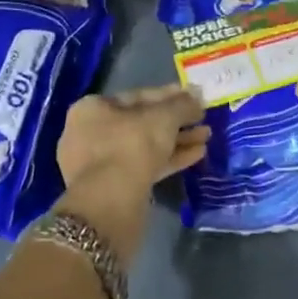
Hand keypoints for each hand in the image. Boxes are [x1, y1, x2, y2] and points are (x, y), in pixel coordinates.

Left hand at [56, 84, 207, 196]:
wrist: (111, 204)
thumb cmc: (132, 145)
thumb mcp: (163, 118)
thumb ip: (182, 105)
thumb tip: (198, 94)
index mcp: (93, 109)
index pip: (137, 96)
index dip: (169, 96)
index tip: (193, 98)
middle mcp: (91, 133)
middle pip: (142, 123)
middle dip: (175, 121)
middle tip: (202, 119)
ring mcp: (100, 165)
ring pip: (145, 146)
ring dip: (176, 140)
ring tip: (206, 137)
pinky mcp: (114, 190)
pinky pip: (145, 166)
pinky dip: (169, 160)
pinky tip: (197, 155)